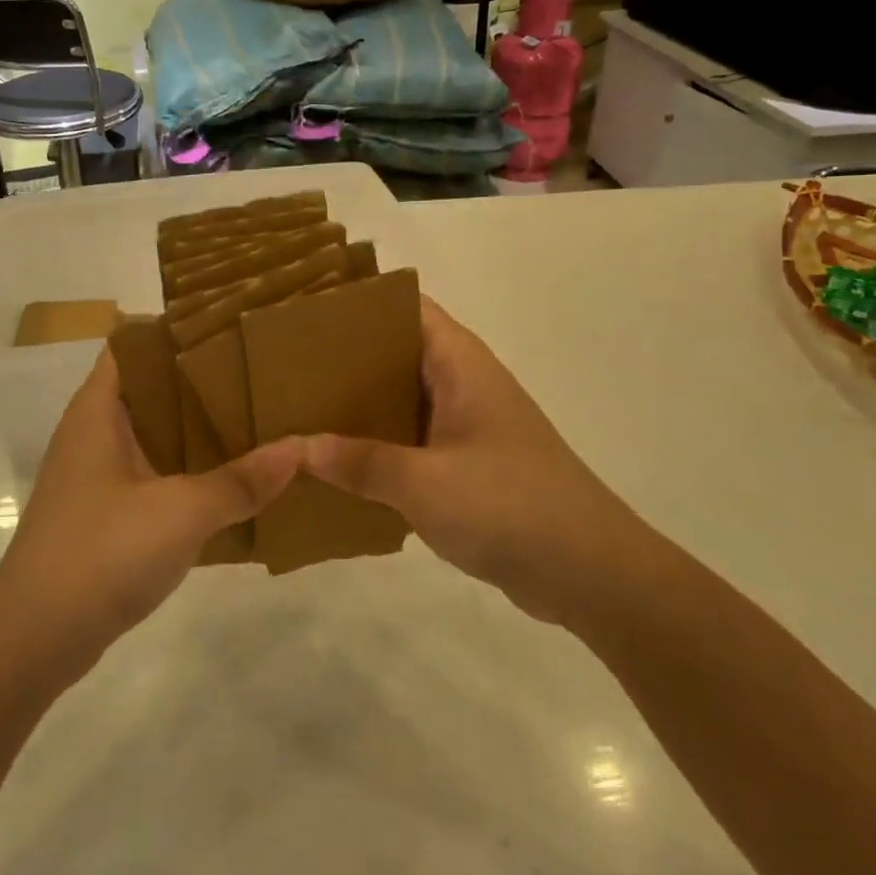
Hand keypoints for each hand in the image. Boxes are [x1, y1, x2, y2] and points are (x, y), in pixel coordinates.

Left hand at [0, 348, 300, 666]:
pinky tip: (231, 478)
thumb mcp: (182, 512)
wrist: (35, 639)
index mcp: (98, 410)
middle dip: (200, 380)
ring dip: (197, 429)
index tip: (228, 326)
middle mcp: (93, 432)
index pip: (133, 344)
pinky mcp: (106, 512)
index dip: (176, 330)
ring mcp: (97, 474)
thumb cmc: (102, 552)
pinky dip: (188, 469)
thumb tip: (301, 448)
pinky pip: (154, 473)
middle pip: (151, 388)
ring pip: (154, 433)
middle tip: (257, 371)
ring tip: (255, 416)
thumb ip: (241, 480)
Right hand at [305, 298, 644, 626]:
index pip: (403, 306)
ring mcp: (466, 422)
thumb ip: (358, 462)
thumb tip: (293, 447)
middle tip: (284, 363)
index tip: (303, 309)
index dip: (357, 301)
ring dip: (357, 403)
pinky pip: (409, 437)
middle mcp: (462, 381)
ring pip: (399, 396)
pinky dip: (376, 441)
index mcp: (459, 363)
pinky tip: (335, 460)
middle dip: (343, 356)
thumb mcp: (424, 484)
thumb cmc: (510, 507)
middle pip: (394, 350)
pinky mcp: (466, 461)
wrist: (591, 573)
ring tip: (296, 406)